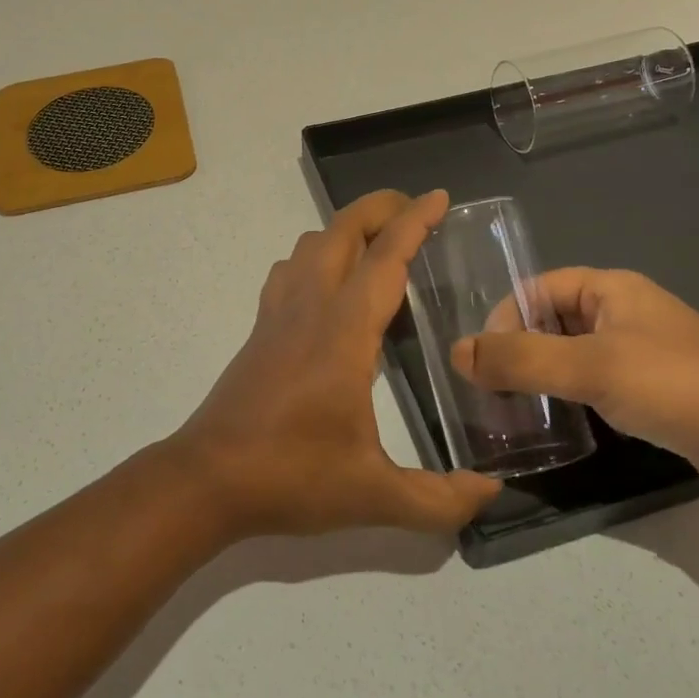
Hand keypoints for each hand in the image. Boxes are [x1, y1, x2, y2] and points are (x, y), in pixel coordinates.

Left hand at [168, 189, 500, 538]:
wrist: (207, 479)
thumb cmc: (292, 476)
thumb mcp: (374, 495)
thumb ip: (439, 500)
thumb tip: (491, 492)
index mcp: (343, 332)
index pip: (384, 259)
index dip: (414, 222)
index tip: (438, 198)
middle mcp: (309, 308)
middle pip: (341, 231)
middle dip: (379, 208)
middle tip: (415, 212)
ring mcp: (278, 314)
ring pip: (310, 244)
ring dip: (346, 229)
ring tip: (379, 246)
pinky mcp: (260, 328)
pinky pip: (289, 270)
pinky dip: (315, 256)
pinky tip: (330, 286)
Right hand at [451, 268, 698, 505]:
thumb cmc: (679, 385)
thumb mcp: (591, 367)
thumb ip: (521, 359)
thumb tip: (457, 353)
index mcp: (611, 289)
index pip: (536, 288)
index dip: (504, 317)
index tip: (482, 360)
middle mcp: (625, 313)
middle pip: (552, 320)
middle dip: (518, 349)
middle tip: (490, 388)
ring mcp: (644, 355)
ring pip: (573, 355)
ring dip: (542, 376)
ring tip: (514, 409)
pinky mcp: (657, 394)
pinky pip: (598, 385)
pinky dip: (571, 398)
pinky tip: (560, 424)